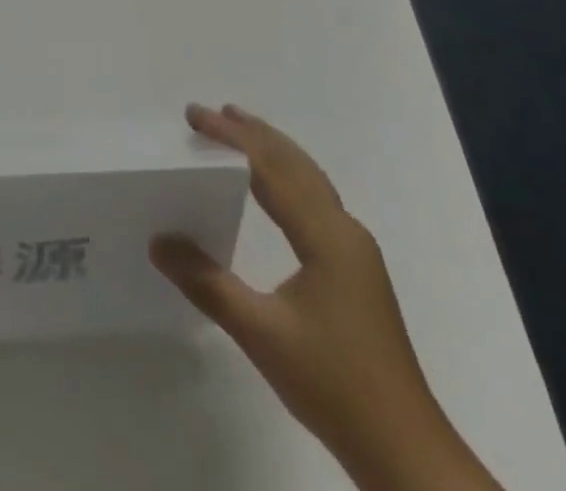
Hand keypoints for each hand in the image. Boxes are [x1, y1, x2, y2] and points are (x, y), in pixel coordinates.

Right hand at [151, 105, 502, 490]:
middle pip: (295, 163)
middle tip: (212, 113)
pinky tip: (273, 191)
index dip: (231, 137)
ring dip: (273, 151)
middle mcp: (344, 230)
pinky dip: (287, 177)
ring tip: (238, 133)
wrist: (406, 452)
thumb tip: (160, 241)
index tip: (194, 116)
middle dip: (253, 133)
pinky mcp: (356, 270)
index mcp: (325, 235)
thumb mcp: (261, 335)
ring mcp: (355, 250)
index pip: (270, 168)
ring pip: (309, 179)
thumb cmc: (334, 386)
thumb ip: (208, 283)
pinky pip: (315, 200)